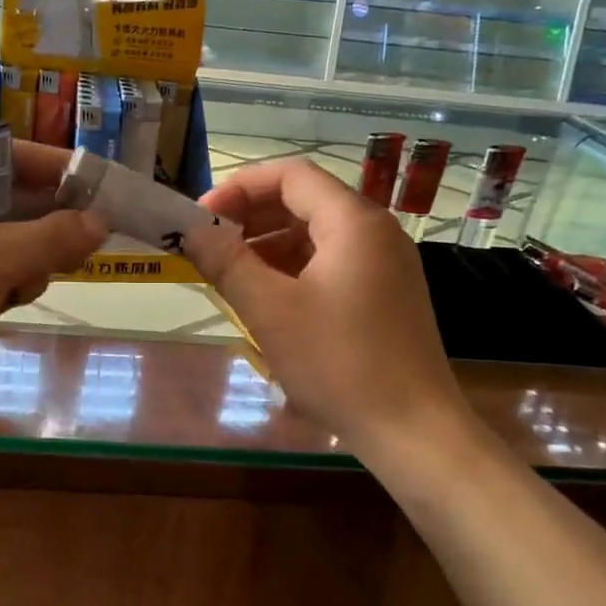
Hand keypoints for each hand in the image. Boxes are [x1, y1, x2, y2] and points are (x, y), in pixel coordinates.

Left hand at [0, 142, 105, 426]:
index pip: (4, 155)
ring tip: (28, 282)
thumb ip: (52, 236)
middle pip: (10, 199)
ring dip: (30, 258)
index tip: (98, 183)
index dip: (52, 167)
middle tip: (89, 239)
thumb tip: (101, 222)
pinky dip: (12, 282)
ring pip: (9, 240)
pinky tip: (13, 302)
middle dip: (46, 222)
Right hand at [189, 159, 472, 454]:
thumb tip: (192, 232)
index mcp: (353, 222)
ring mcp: (385, 264)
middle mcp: (375, 231)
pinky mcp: (386, 294)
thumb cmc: (339, 362)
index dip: (239, 187)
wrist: (413, 431)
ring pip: (316, 233)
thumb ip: (226, 262)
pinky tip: (266, 296)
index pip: (290, 175)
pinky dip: (293, 267)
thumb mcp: (270, 310)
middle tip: (209, 243)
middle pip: (304, 200)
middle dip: (251, 215)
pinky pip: (331, 262)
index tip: (201, 216)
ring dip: (268, 244)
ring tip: (230, 272)